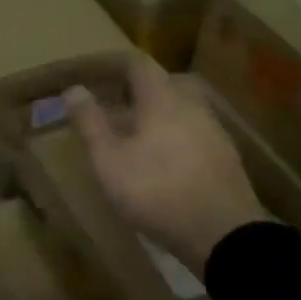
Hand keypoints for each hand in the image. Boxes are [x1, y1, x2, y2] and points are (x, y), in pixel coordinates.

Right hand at [65, 54, 265, 275]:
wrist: (225, 236)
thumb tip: (74, 90)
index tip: (92, 74)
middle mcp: (192, 105)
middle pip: (163, 83)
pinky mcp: (226, 157)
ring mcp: (214, 131)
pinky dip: (174, 134)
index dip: (113, 65)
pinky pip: (194, 131)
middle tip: (113, 104)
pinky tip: (164, 160)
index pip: (138, 64)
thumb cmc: (158, 191)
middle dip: (136, 89)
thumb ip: (91, 123)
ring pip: (180, 108)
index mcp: (162, 99)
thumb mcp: (110, 161)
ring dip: (156, 113)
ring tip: (135, 135)